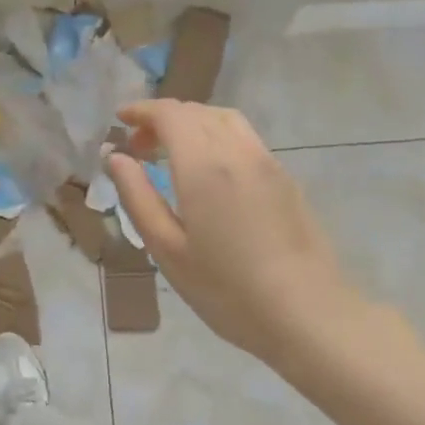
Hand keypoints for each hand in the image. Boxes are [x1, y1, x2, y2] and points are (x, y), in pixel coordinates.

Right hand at [106, 100, 368, 373]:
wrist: (308, 314)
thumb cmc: (228, 289)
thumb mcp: (167, 249)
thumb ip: (137, 196)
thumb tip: (115, 157)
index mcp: (203, 165)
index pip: (170, 114)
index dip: (142, 110)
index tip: (120, 120)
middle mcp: (236, 151)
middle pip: (196, 111)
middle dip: (162, 118)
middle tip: (138, 146)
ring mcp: (266, 161)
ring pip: (223, 119)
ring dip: (192, 122)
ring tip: (172, 152)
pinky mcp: (285, 177)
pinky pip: (243, 137)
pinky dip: (215, 134)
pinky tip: (209, 170)